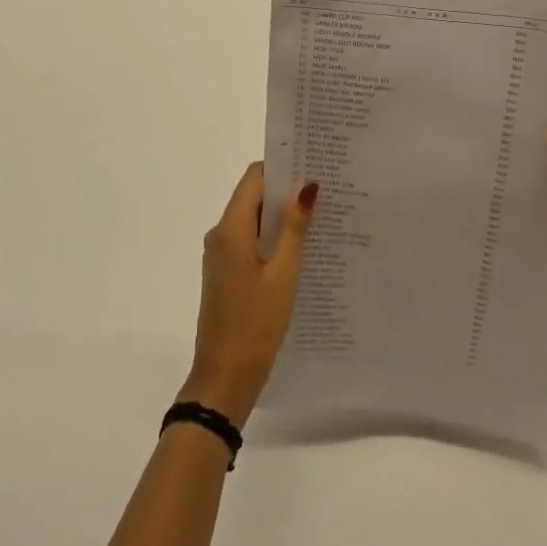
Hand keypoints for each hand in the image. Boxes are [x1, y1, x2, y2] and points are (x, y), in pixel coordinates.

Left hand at [180, 164, 318, 425]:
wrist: (223, 379)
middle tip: (326, 191)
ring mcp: (220, 255)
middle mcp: (221, 234)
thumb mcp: (283, 275)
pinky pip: (249, 242)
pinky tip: (301, 249)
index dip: (281, 168)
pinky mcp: (225, 273)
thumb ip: (294, 229)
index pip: (254, 178)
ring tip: (321, 217)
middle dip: (286, 192)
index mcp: (231, 228)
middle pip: (253, 197)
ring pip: (253, 220)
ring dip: (281, 218)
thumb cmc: (256, 324)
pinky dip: (272, 239)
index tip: (313, 166)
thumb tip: (306, 186)